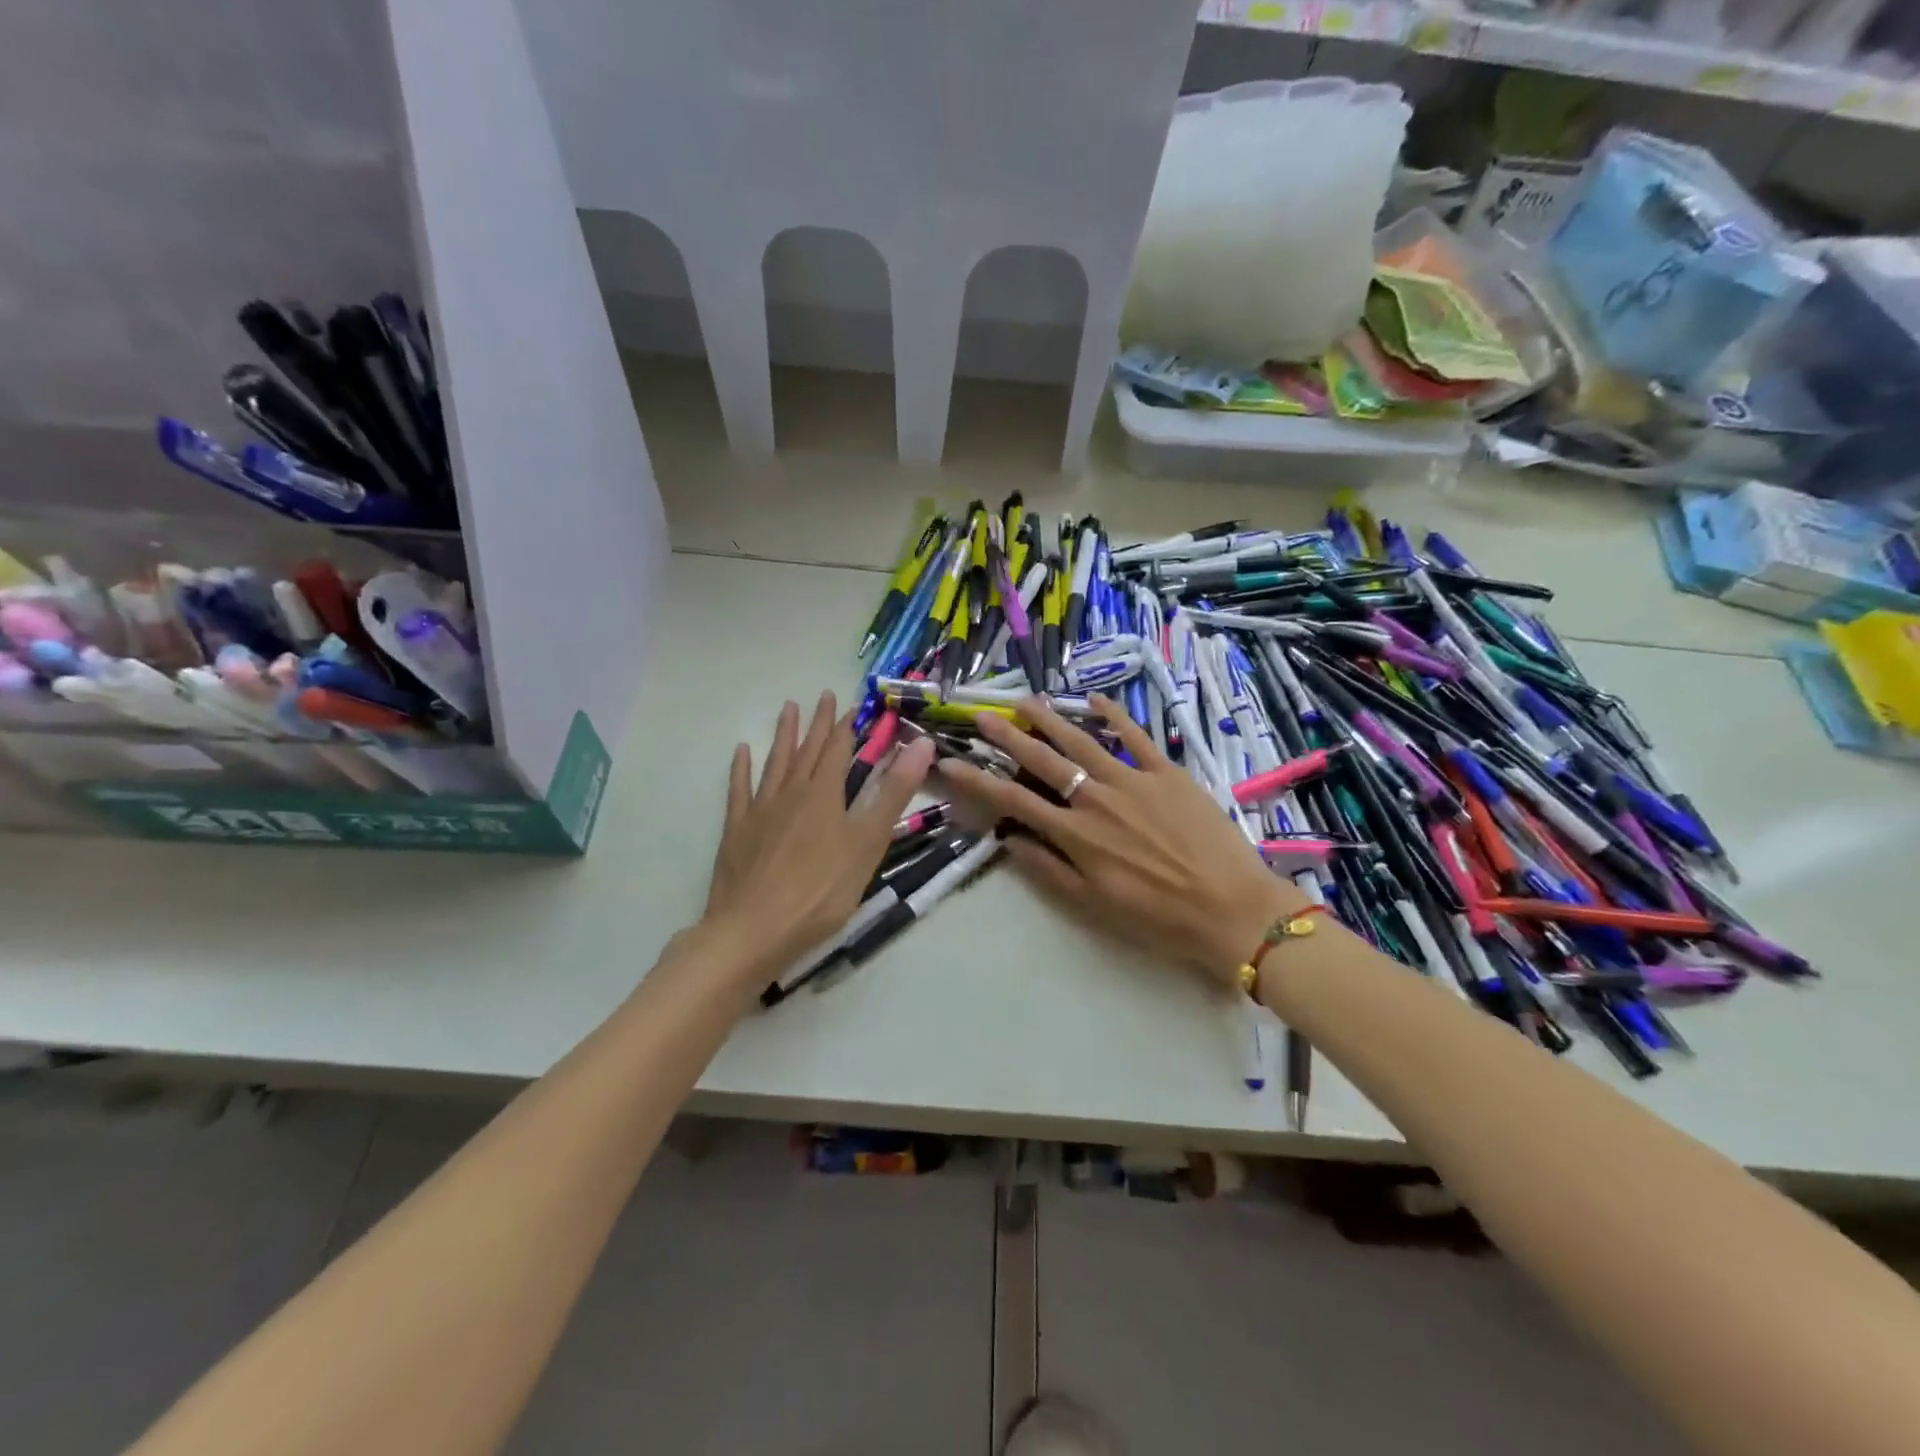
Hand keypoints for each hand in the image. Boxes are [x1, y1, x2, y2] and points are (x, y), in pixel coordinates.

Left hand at [705, 691, 934, 977]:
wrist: (753, 930)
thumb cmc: (821, 892)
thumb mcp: (868, 843)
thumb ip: (894, 793)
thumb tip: (922, 744)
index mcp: (824, 795)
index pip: (838, 750)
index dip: (847, 726)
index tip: (853, 704)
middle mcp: (791, 793)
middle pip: (807, 751)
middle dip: (819, 723)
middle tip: (824, 696)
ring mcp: (759, 810)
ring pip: (774, 763)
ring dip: (784, 735)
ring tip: (788, 709)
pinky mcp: (736, 831)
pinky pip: (739, 790)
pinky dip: (741, 768)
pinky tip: (741, 752)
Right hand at [935, 694, 1307, 987]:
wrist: (1232, 909)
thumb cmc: (1158, 917)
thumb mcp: (1093, 905)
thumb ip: (1048, 870)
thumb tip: (1008, 840)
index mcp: (1076, 834)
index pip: (1013, 799)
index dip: (977, 780)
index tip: (949, 762)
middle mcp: (1097, 799)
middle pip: (1043, 760)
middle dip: (1007, 736)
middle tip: (981, 715)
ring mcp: (1134, 780)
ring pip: (1082, 741)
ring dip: (1050, 719)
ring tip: (1025, 701)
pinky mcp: (1168, 772)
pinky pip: (1136, 736)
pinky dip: (1114, 715)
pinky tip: (1094, 700)